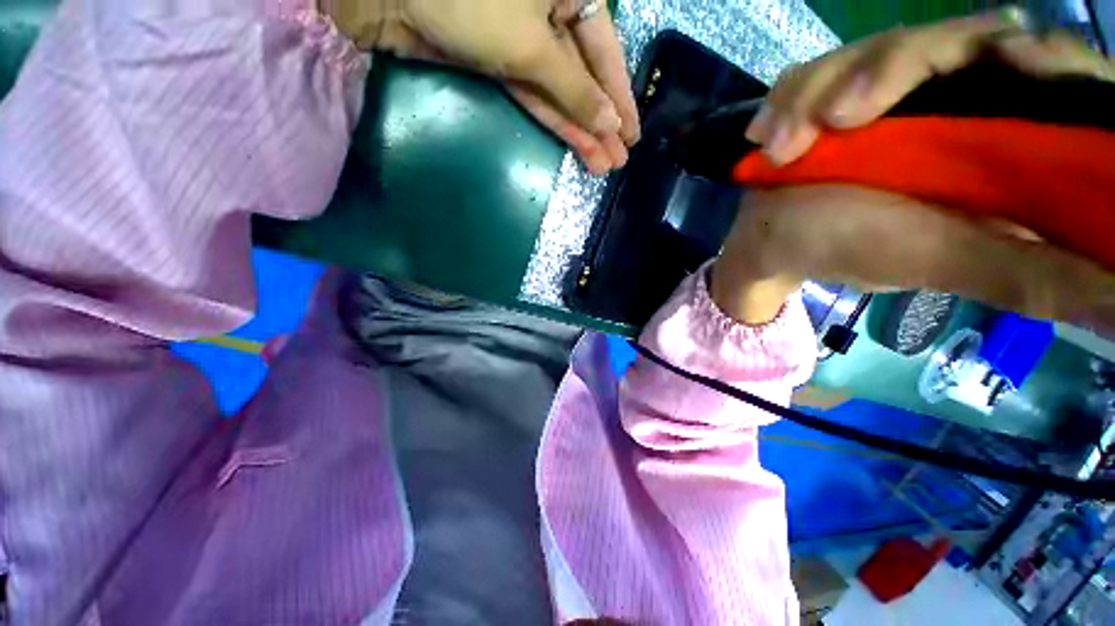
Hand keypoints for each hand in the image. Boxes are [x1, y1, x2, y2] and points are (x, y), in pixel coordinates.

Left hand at [322, 0, 639, 174]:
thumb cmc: (474, 3)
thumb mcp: (535, 47)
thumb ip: (575, 89)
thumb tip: (609, 121)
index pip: (607, 53)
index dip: (620, 98)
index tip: (633, 135)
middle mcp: (554, 13)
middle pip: (585, 78)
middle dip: (601, 123)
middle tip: (618, 161)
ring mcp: (526, 41)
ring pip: (562, 93)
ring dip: (582, 131)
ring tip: (603, 165)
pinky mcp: (503, 62)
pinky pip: (537, 96)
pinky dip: (556, 122)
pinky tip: (577, 146)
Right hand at [713, 11, 1114, 330]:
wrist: (773, 244)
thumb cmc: (846, 251)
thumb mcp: (938, 261)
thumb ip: (1028, 274)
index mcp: (999, 138)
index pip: (1048, 70)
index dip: (1041, 57)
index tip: (1010, 63)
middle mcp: (953, 98)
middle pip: (959, 37)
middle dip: (895, 66)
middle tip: (843, 117)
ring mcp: (887, 90)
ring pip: (877, 49)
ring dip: (822, 90)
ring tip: (781, 147)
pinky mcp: (836, 90)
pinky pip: (816, 70)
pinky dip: (789, 98)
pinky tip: (766, 137)